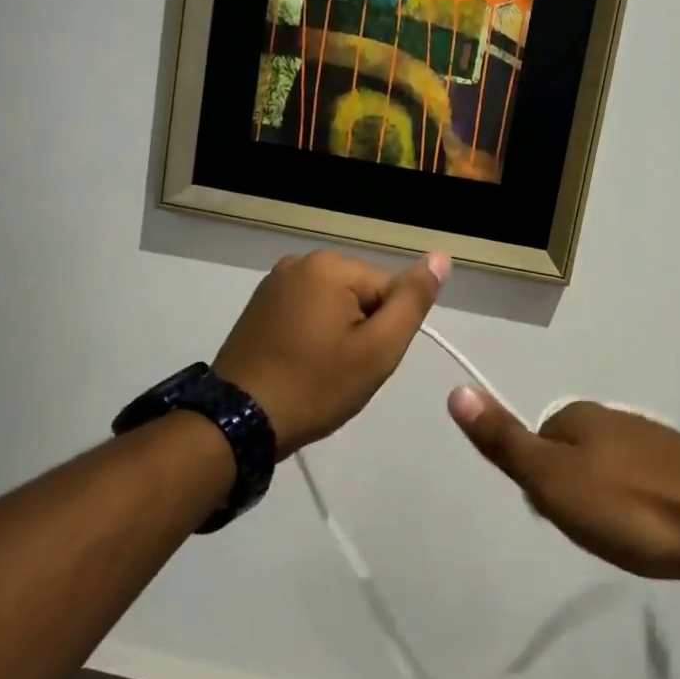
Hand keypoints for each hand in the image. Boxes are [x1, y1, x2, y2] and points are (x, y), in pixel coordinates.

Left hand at [214, 250, 447, 455]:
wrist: (238, 422)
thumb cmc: (315, 386)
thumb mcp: (377, 349)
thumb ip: (412, 301)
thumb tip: (441, 256)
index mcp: (330, 265)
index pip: (389, 290)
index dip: (386, 331)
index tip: (363, 363)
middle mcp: (300, 262)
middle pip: (361, 294)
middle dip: (362, 331)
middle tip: (343, 372)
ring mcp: (274, 282)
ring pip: (335, 305)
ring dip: (338, 335)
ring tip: (320, 372)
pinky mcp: (259, 305)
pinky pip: (307, 313)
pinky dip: (313, 337)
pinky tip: (300, 365)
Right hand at [446, 393, 679, 604]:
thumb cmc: (634, 507)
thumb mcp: (554, 481)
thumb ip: (505, 441)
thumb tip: (456, 390)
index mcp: (579, 416)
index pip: (536, 443)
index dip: (540, 485)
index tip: (562, 517)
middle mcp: (614, 418)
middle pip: (571, 455)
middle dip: (574, 494)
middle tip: (595, 530)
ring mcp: (655, 439)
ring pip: (608, 469)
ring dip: (607, 501)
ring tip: (626, 537)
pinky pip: (644, 481)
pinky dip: (640, 505)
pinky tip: (656, 529)